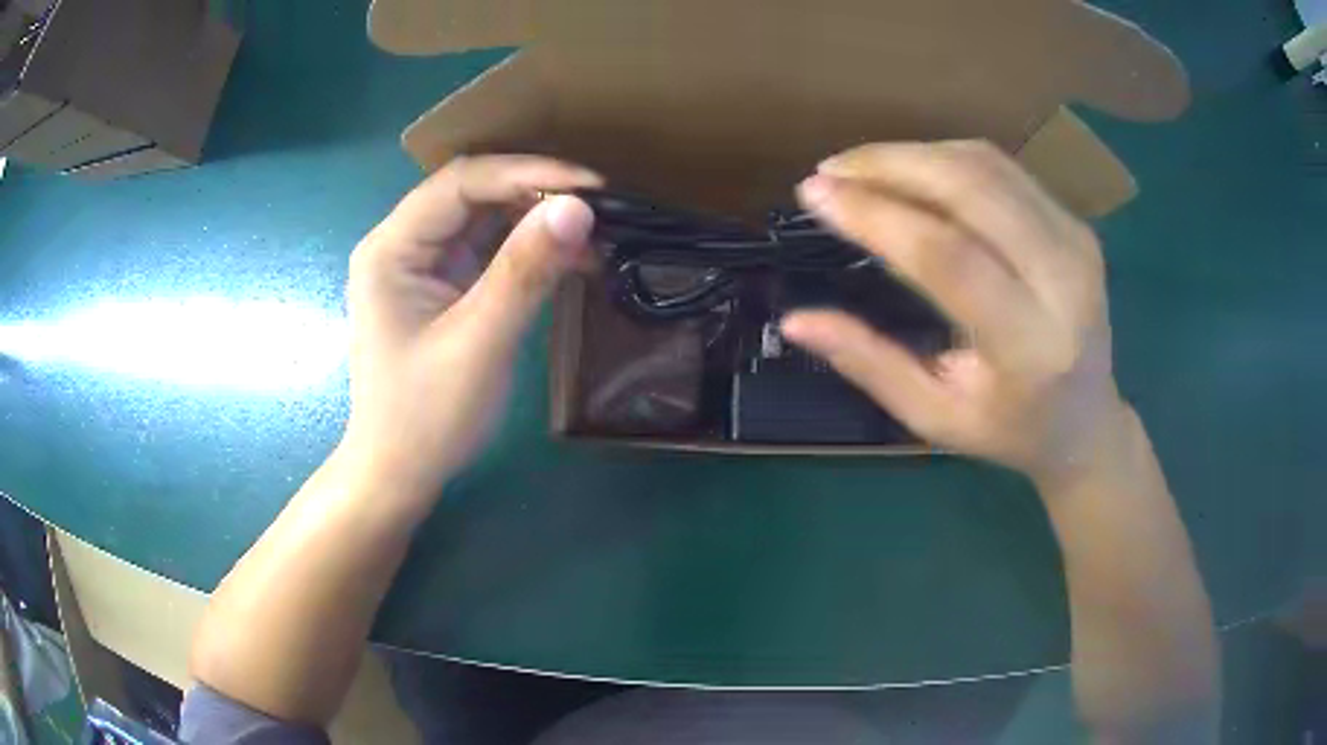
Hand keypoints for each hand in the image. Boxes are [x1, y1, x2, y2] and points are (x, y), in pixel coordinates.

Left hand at [342, 156, 600, 497]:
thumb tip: (579, 207)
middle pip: (473, 193)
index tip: (591, 186)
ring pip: (484, 219)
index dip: (527, 173)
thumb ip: (525, 270)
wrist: (399, 473)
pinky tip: (569, 259)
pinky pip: (488, 250)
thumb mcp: (479, 342)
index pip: (462, 182)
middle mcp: (402, 244)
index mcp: (392, 247)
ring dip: (537, 221)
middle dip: (536, 194)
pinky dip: (528, 250)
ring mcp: (421, 265)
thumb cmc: (427, 416)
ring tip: (593, 234)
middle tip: (599, 208)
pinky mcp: (441, 287)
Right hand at [782, 141, 1128, 486]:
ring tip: (859, 168)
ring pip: (987, 166)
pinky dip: (947, 158)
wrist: (1087, 423)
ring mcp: (1077, 245)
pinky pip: (1005, 170)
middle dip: (889, 165)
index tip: (815, 194)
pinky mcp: (1077, 225)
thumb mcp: (933, 416)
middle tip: (830, 171)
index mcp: (1029, 348)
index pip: (948, 257)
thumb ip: (868, 364)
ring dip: (914, 154)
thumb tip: (794, 320)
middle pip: (972, 189)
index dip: (876, 215)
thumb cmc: (1008, 431)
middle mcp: (1064, 283)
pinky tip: (910, 170)